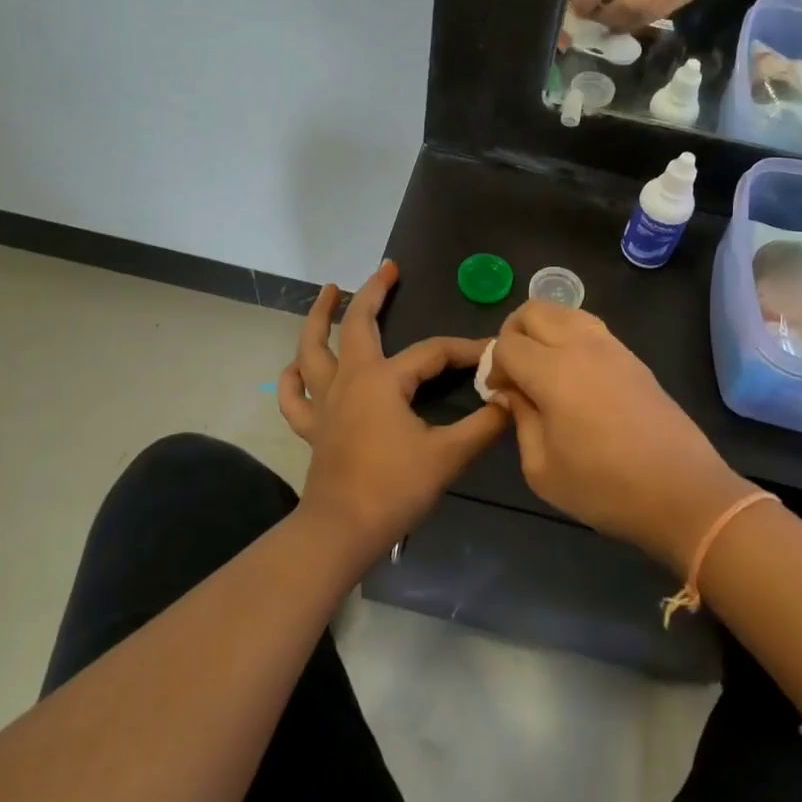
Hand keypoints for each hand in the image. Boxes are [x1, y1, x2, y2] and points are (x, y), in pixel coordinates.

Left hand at [278, 261, 508, 563]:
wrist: (341, 532)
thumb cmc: (394, 489)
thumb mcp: (448, 456)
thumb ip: (483, 426)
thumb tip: (510, 402)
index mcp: (383, 381)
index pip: (432, 352)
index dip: (463, 348)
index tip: (491, 351)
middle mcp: (350, 380)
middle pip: (358, 325)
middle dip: (374, 293)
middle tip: (388, 269)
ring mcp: (325, 402)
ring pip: (313, 349)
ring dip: (319, 317)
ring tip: (329, 291)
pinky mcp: (312, 427)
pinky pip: (294, 396)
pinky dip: (292, 378)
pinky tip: (294, 366)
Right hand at [487, 302, 753, 573]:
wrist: (682, 492)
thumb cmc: (604, 488)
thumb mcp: (542, 469)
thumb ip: (520, 420)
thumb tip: (511, 393)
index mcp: (553, 372)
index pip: (507, 344)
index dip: (494, 366)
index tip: (499, 395)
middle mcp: (580, 346)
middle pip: (533, 310)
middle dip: (513, 333)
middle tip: (513, 370)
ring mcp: (611, 347)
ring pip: (564, 311)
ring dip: (543, 329)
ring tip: (541, 367)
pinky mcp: (632, 357)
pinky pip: (589, 327)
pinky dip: (569, 336)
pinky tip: (572, 374)